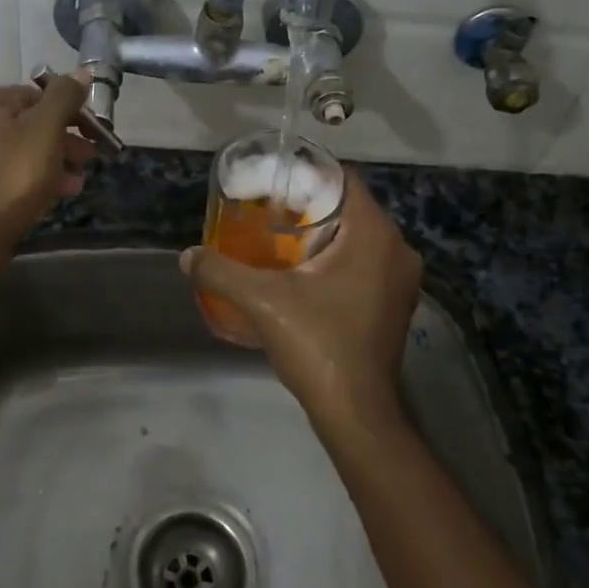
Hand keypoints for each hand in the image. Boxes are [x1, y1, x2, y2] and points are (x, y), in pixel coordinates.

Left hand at [0, 73, 95, 254]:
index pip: (39, 94)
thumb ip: (64, 98)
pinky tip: (61, 192)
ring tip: (80, 178)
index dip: (71, 110)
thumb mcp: (46, 130)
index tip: (94, 131)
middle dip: (65, 138)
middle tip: (92, 155)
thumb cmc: (14, 176)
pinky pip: (11, 171)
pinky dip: (37, 177)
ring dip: (56, 160)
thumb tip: (82, 72)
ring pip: (23, 149)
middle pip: (31, 122)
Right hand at [180, 174, 421, 432]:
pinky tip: (303, 274)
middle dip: (309, 207)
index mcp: (374, 235)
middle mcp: (397, 249)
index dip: (306, 176)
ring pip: (358, 238)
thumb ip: (221, 272)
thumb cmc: (317, 344)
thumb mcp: (261, 302)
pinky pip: (365, 263)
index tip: (272, 183)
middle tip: (268, 211)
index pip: (343, 180)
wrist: (356, 412)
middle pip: (350, 208)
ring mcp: (402, 279)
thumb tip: (186, 256)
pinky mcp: (396, 303)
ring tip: (279, 239)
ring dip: (323, 235)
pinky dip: (337, 259)